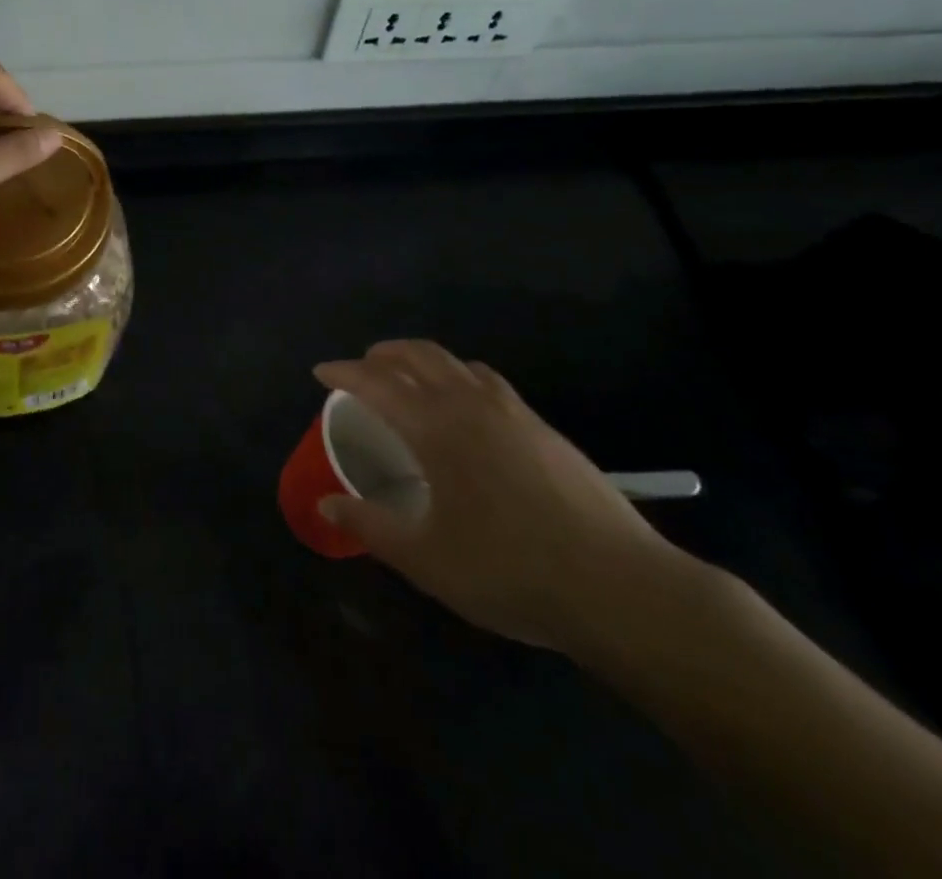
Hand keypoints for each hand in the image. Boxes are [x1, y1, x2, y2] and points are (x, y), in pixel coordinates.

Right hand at [315, 340, 692, 655]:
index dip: (344, 372)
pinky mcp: (544, 429)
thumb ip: (370, 526)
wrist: (620, 588)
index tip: (321, 372)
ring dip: (423, 360)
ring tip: (409, 379)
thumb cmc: (509, 571)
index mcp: (435, 427)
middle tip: (362, 366)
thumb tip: (325, 504)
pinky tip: (466, 409)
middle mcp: (470, 404)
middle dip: (383, 353)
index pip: (377, 383)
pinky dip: (459, 377)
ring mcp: (513, 412)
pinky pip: (488, 381)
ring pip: (457, 363)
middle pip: (419, 356)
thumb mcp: (426, 559)